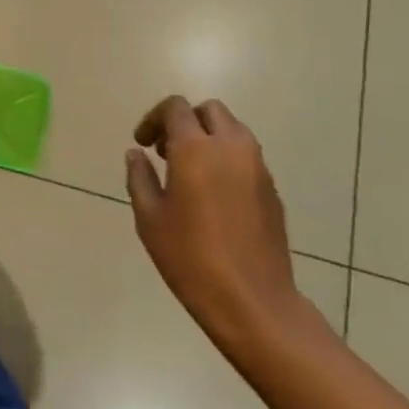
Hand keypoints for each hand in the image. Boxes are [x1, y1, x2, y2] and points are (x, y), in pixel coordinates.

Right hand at [126, 97, 322, 364]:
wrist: (252, 300)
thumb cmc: (190, 258)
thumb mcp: (150, 218)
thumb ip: (140, 178)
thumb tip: (136, 154)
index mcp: (195, 148)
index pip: (176, 108)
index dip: (154, 119)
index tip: (143, 144)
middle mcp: (231, 147)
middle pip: (210, 110)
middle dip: (186, 121)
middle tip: (166, 151)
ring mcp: (257, 167)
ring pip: (233, 130)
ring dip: (209, 138)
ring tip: (190, 172)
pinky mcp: (272, 189)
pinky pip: (247, 157)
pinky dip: (228, 159)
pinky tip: (214, 195)